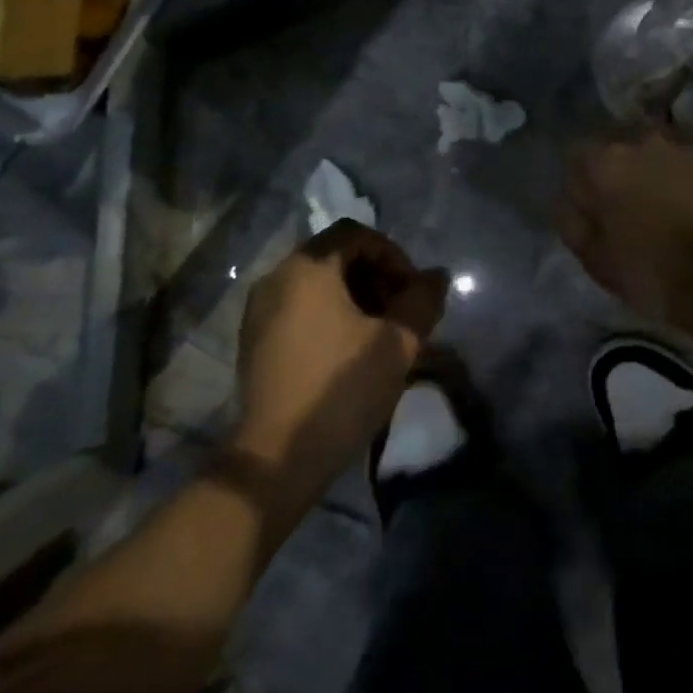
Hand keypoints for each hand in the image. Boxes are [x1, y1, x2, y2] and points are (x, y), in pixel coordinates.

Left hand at [230, 221, 448, 510]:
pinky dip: (329, 316)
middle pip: (336, 256)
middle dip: (376, 278)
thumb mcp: (397, 342)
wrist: (277, 458)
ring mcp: (259, 310)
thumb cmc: (341, 389)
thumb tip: (437, 276)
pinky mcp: (254, 340)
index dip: (393, 255)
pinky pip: (299, 308)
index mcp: (308, 268)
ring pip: (318, 284)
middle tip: (401, 313)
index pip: (357, 234)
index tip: (412, 292)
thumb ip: (422, 300)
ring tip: (380, 335)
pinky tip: (349, 353)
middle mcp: (277, 277)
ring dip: (356, 298)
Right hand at [558, 132, 692, 320]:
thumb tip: (570, 204)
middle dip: (619, 177)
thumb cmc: (648, 271)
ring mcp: (683, 151)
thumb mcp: (593, 258)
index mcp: (606, 163)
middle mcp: (643, 143)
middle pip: (619, 154)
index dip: (581, 185)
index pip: (577, 157)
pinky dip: (684, 184)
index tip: (589, 211)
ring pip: (656, 159)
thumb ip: (572, 222)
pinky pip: (687, 169)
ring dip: (653, 178)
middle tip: (626, 213)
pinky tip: (691, 214)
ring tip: (662, 213)